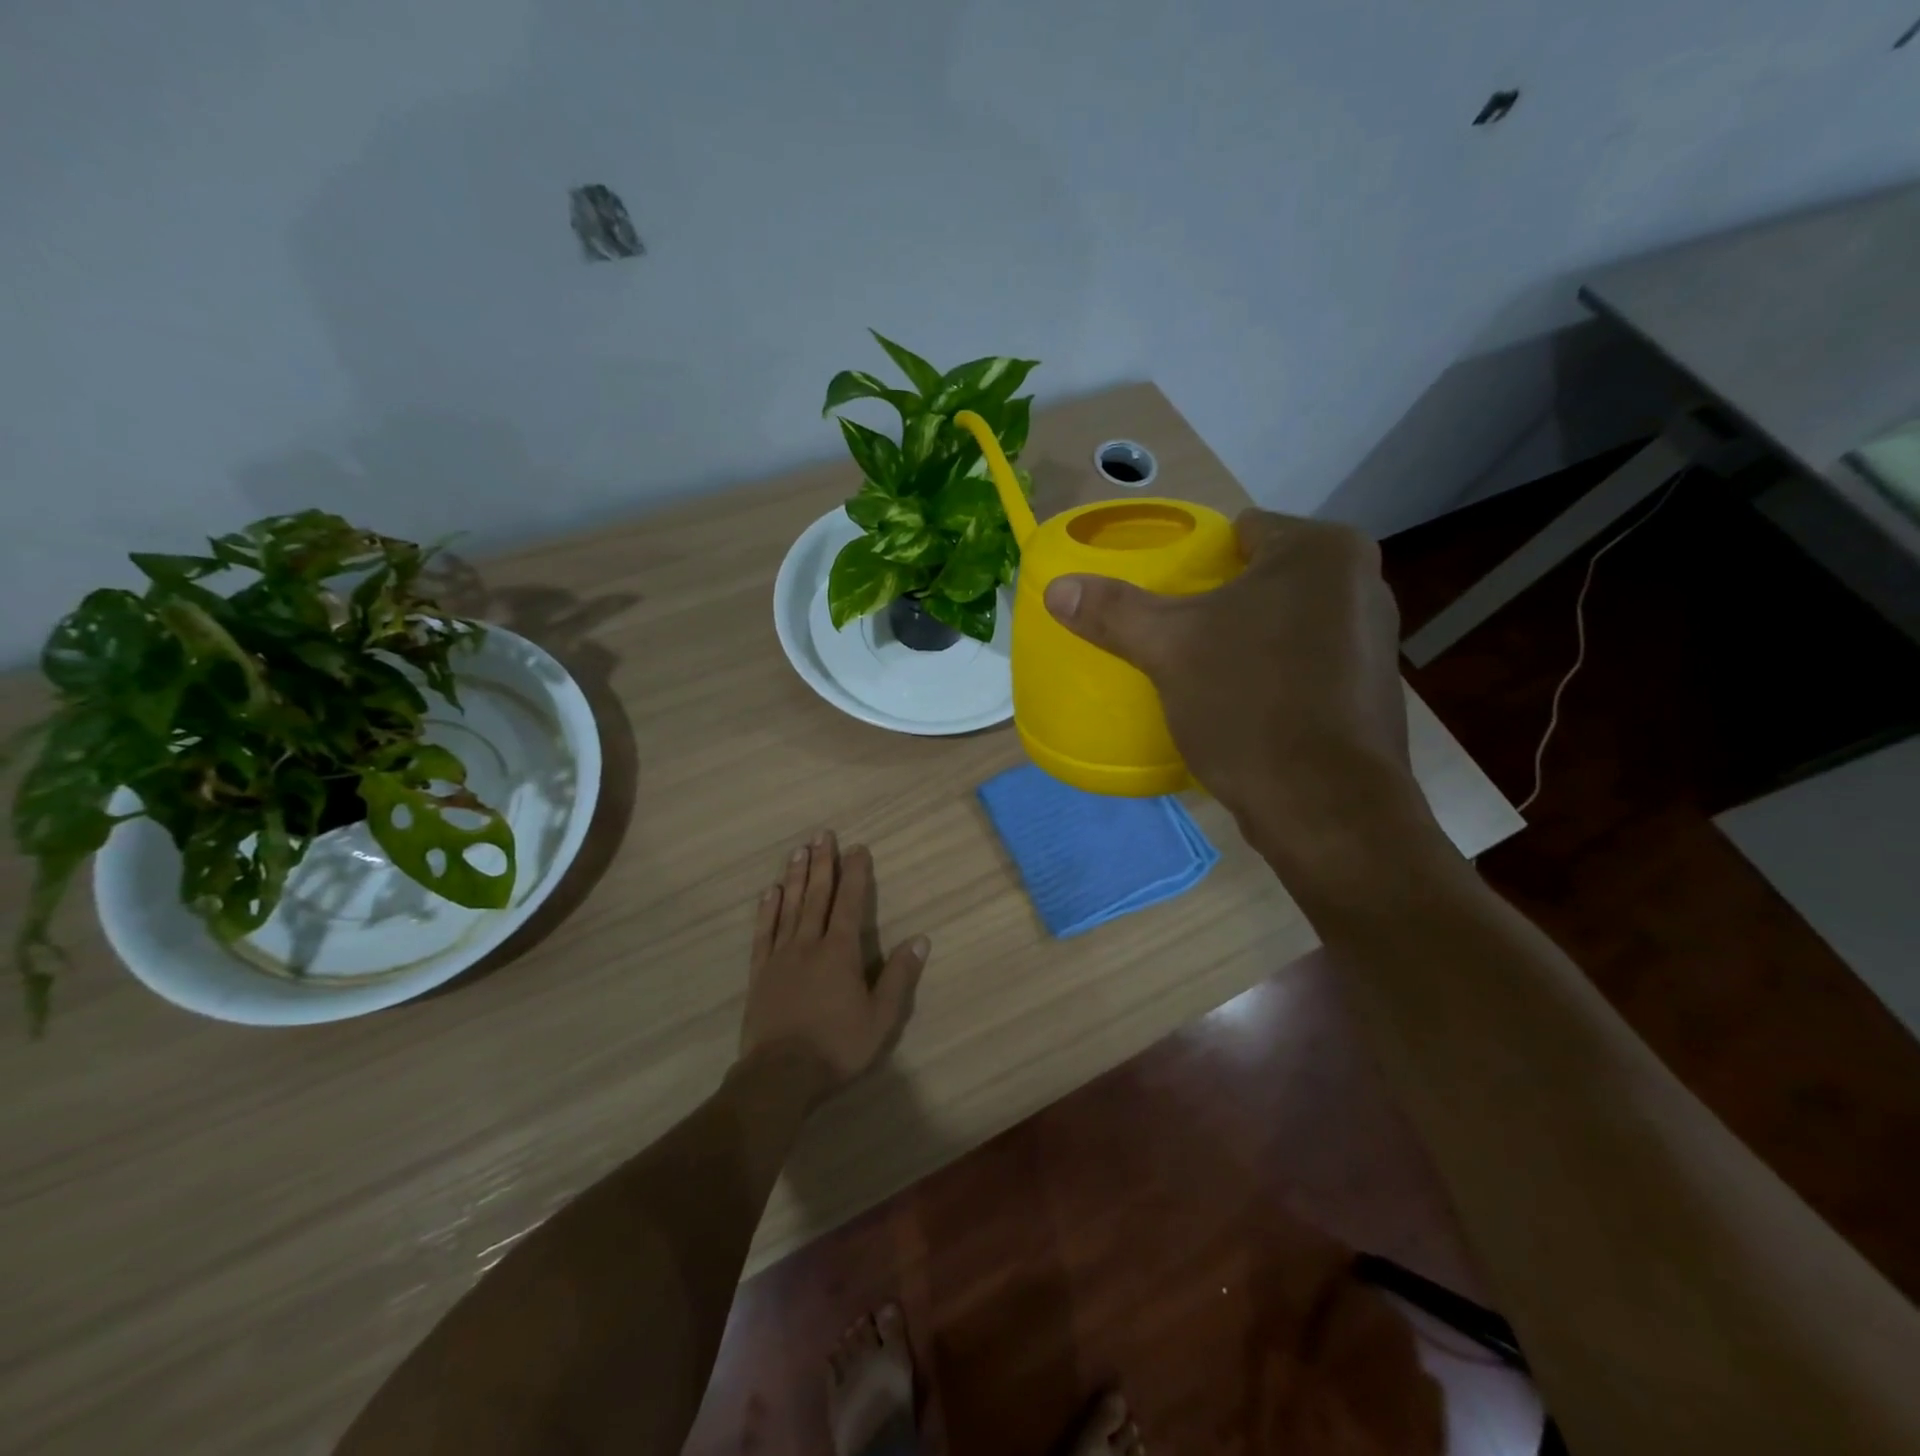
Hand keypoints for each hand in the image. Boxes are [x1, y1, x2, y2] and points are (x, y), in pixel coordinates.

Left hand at [737, 830, 929, 1102]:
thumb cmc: (837, 1047)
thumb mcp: (881, 1018)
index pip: (850, 903)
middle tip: (823, 834)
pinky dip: (767, 910)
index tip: (857, 848)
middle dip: (822, 863)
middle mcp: (809, 944)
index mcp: (841, 952)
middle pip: (817, 896)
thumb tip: (920, 939)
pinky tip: (769, 893)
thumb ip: (899, 977)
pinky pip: (764, 933)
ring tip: (798, 851)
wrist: (780, 1075)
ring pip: (789, 907)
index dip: (855, 874)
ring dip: (795, 877)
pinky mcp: (760, 973)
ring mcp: (781, 957)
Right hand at [1043, 510, 1429, 878]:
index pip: (1240, 531)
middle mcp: (1362, 582)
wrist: (1325, 806)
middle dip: (1219, 602)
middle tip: (1173, 634)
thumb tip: (1057, 589)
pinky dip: (1275, 673)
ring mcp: (1374, 639)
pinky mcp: (1371, 690)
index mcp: (1321, 551)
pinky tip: (1243, 704)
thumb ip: (1113, 611)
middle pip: (1263, 577)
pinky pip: (1306, 662)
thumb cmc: (1250, 703)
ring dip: (1248, 639)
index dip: (1195, 559)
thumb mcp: (1169, 649)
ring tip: (1202, 670)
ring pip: (1286, 622)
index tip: (1163, 594)